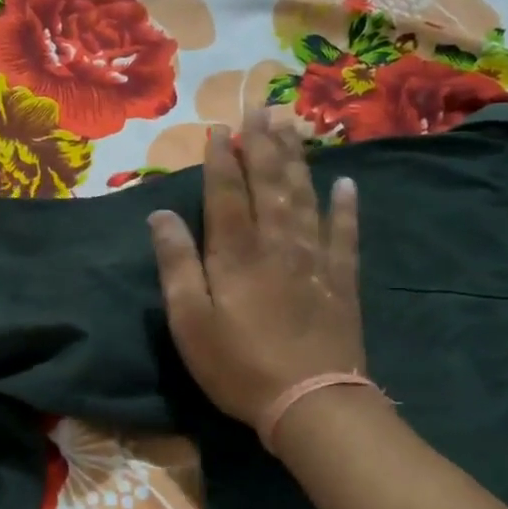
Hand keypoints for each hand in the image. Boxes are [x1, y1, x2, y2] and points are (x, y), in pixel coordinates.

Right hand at [148, 110, 364, 429]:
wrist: (311, 401)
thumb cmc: (238, 366)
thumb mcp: (189, 321)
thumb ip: (176, 264)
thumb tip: (161, 215)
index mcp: (235, 253)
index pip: (226, 193)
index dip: (222, 159)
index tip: (221, 128)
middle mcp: (276, 243)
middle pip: (269, 183)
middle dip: (263, 144)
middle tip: (262, 107)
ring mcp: (314, 258)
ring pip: (304, 196)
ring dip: (296, 159)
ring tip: (293, 126)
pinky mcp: (341, 280)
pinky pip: (345, 233)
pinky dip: (346, 206)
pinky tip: (346, 183)